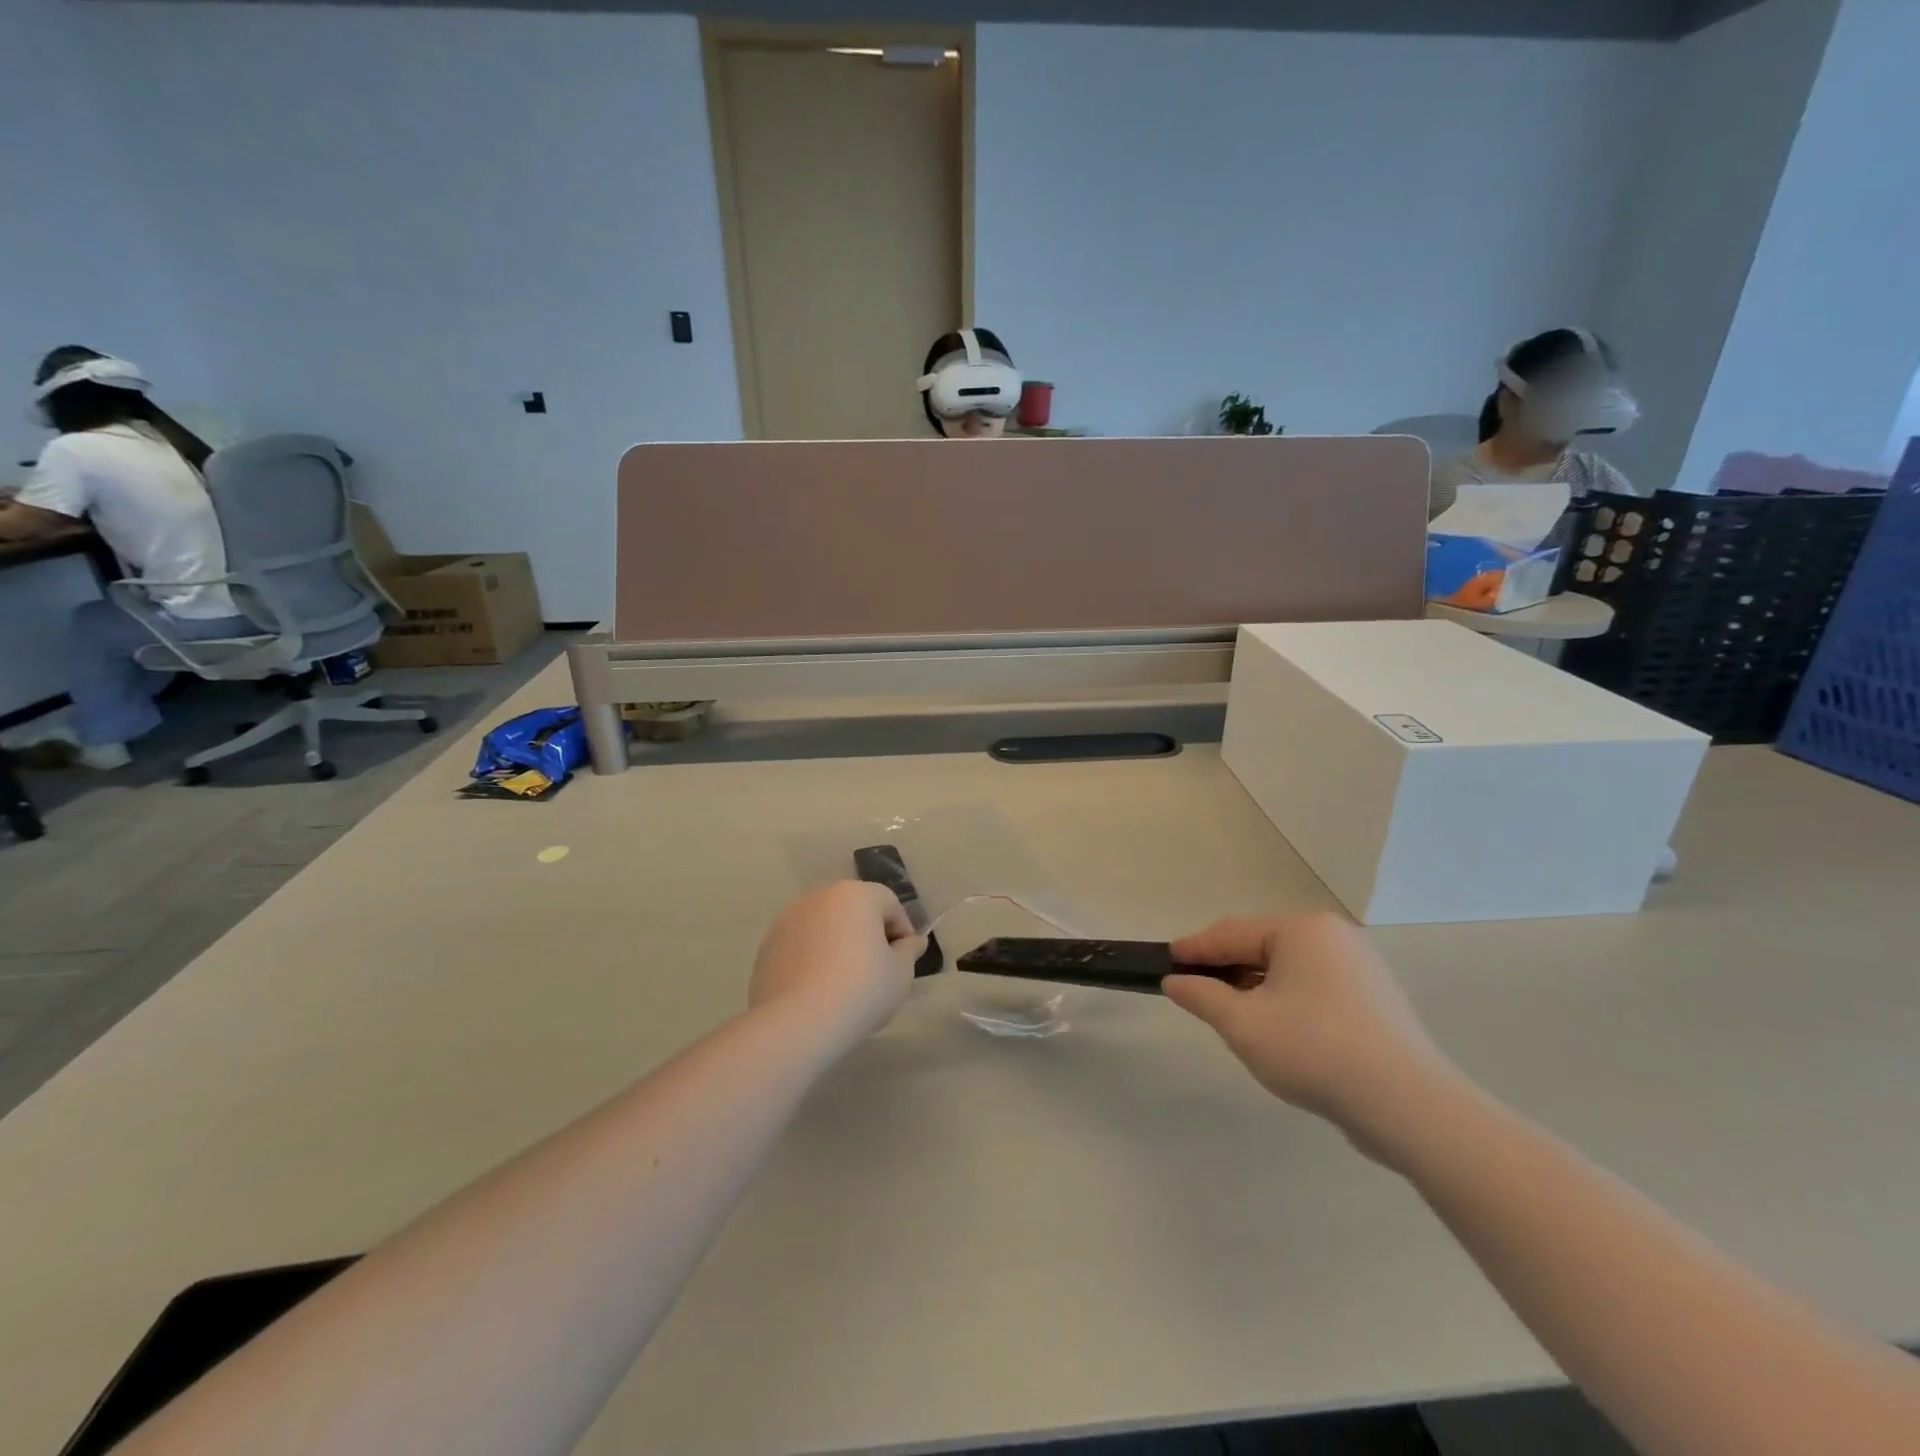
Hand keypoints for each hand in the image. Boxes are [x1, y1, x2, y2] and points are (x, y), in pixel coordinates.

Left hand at [749, 881, 923, 1046]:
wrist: (797, 1024)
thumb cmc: (861, 990)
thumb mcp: (900, 974)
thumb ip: (909, 951)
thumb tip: (911, 941)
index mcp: (855, 895)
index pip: (889, 903)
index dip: (902, 930)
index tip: (905, 960)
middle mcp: (819, 897)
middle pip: (854, 910)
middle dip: (868, 934)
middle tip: (878, 971)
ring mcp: (788, 920)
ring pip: (825, 927)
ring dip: (838, 945)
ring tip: (845, 983)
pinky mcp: (767, 946)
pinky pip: (801, 946)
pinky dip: (812, 960)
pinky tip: (817, 991)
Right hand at [1165, 913, 1462, 1158]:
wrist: (1409, 1107)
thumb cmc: (1315, 1051)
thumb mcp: (1244, 1025)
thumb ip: (1203, 997)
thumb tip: (1176, 982)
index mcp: (1302, 929)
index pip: (1232, 932)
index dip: (1195, 948)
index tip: (1166, 959)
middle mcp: (1334, 936)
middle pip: (1262, 947)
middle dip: (1226, 968)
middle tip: (1194, 989)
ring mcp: (1360, 967)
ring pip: (1289, 969)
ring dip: (1255, 986)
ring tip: (1229, 1012)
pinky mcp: (1375, 999)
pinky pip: (1315, 988)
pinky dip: (1286, 1000)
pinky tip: (1275, 1027)